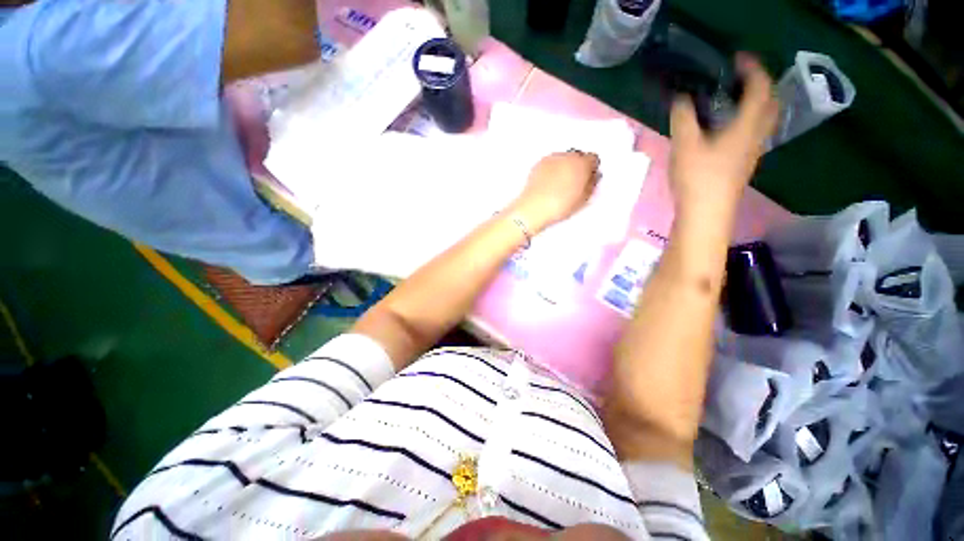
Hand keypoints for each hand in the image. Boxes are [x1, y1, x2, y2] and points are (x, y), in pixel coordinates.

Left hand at [507, 150, 600, 232]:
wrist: (534, 208)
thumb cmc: (560, 206)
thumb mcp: (583, 199)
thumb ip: (591, 185)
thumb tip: (592, 178)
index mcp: (582, 164)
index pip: (593, 159)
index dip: (591, 170)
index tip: (588, 179)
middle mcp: (567, 156)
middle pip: (578, 156)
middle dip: (578, 166)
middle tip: (574, 182)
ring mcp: (552, 158)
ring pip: (564, 158)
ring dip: (565, 166)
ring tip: (560, 184)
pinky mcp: (539, 163)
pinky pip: (551, 162)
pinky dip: (552, 169)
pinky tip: (549, 183)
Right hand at [669, 54, 778, 218]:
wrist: (706, 213)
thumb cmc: (698, 177)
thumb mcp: (684, 144)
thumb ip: (683, 117)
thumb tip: (681, 98)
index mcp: (747, 125)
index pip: (761, 87)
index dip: (753, 69)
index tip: (737, 59)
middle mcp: (757, 135)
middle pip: (771, 102)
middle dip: (760, 85)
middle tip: (740, 79)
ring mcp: (752, 152)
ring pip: (764, 119)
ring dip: (756, 103)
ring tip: (733, 100)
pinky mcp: (743, 164)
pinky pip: (753, 133)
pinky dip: (747, 120)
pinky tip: (727, 127)